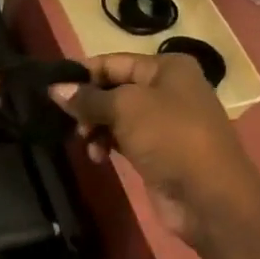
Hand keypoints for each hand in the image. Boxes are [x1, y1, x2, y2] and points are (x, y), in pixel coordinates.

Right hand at [51, 52, 259, 245]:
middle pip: (113, 89)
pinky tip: (98, 158)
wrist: (209, 196)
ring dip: (95, 128)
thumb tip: (54, 89)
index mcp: (167, 68)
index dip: (82, 74)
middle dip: (88, 105)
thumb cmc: (170, 138)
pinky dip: (107, 145)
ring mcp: (164, 122)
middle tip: (69, 123)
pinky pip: (123, 140)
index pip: (113, 62)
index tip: (50, 90)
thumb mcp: (125, 109)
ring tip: (86, 143)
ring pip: (116, 117)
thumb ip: (88, 98)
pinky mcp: (158, 151)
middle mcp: (167, 90)